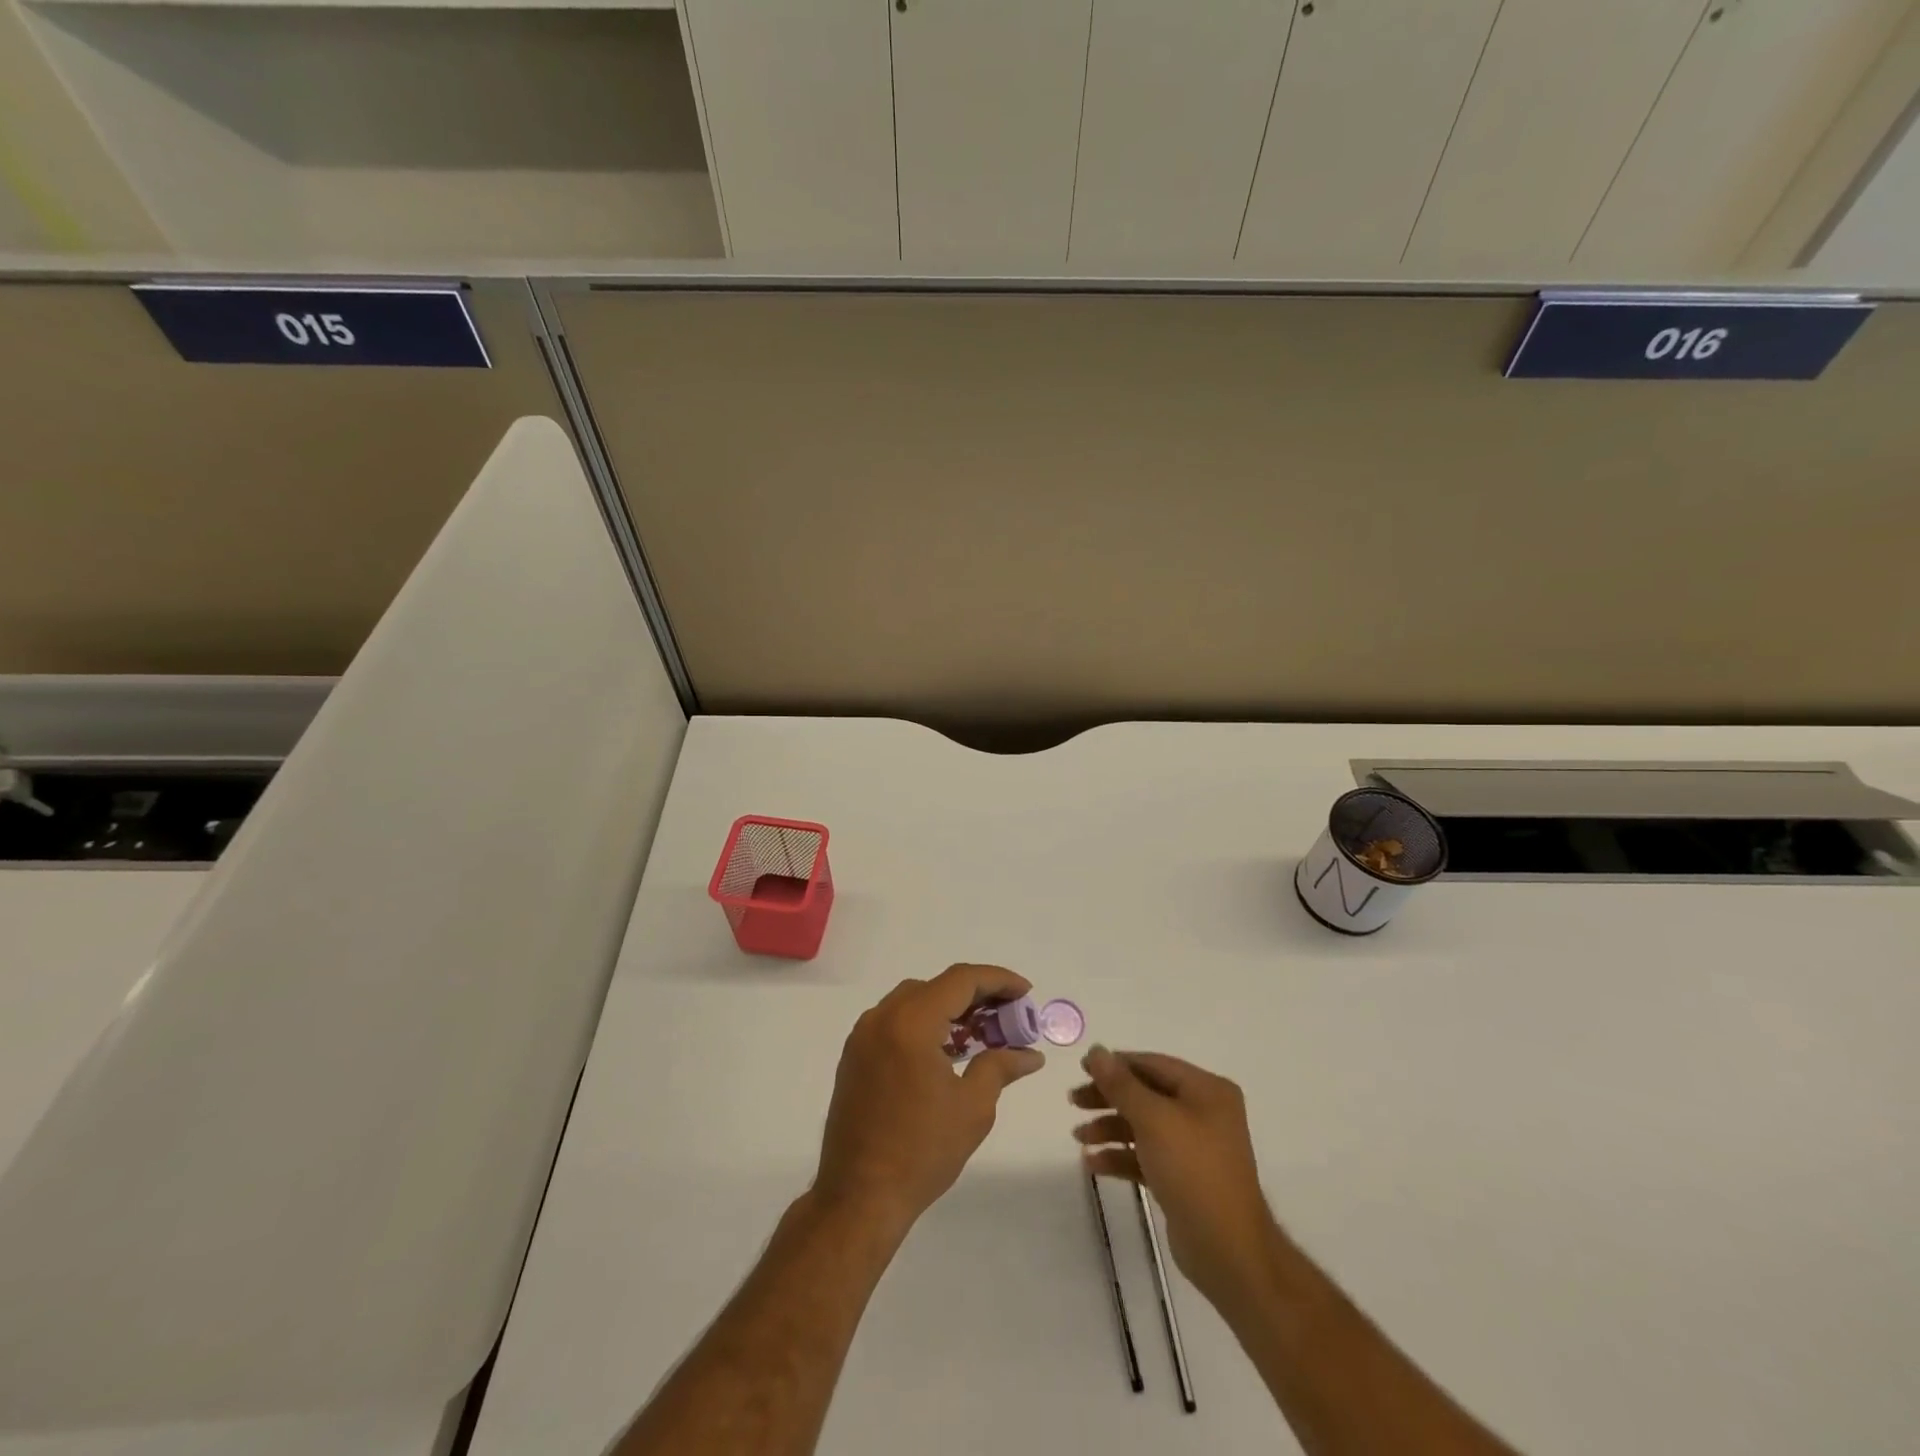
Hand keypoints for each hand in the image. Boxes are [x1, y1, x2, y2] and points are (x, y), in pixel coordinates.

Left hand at [814, 964, 1044, 1235]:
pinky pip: (895, 1022)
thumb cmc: (922, 1151)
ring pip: (913, 1001)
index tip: (1026, 992)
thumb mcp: (973, 1107)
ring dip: (949, 1009)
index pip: (960, 980)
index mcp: (911, 1022)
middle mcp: (882, 1018)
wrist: (859, 1197)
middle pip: (936, 987)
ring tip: (982, 1033)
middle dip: (976, 995)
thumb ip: (1000, 1067)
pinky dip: (924, 1024)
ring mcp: (863, 1036)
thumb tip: (1029, 1054)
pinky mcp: (855, 1056)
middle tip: (1008, 1017)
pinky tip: (947, 1051)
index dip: (998, 980)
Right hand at [1072, 1047, 1275, 1304]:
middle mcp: (1203, 1112)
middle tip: (1073, 1101)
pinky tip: (1093, 1163)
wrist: (1228, 1252)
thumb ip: (1121, 1085)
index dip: (1115, 1064)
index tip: (1081, 1069)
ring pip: (1143, 1125)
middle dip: (1108, 1097)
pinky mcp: (1183, 1178)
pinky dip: (1121, 1156)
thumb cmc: (1193, 1171)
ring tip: (1079, 1137)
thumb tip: (1096, 1050)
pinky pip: (1146, 1155)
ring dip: (1109, 1128)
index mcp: (1206, 1090)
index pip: (1153, 1064)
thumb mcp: (1154, 1120)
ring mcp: (1194, 1147)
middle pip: (1146, 1094)